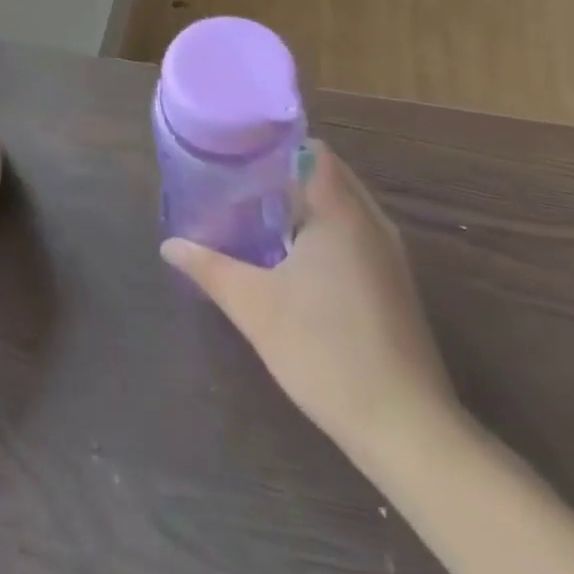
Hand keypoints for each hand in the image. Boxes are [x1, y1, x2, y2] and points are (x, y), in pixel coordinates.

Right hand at [162, 141, 458, 465]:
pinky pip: (355, 235)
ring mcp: (389, 255)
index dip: (274, 145)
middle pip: (327, 175)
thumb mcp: (254, 306)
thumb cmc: (324, 350)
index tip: (237, 153)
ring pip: (342, 207)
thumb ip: (209, 268)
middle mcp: (372, 222)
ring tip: (256, 216)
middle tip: (236, 185)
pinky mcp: (394, 285)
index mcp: (342, 211)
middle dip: (283, 176)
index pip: (312, 150)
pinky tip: (292, 259)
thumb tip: (169, 245)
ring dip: (304, 206)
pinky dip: (323, 232)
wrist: (404, 427)